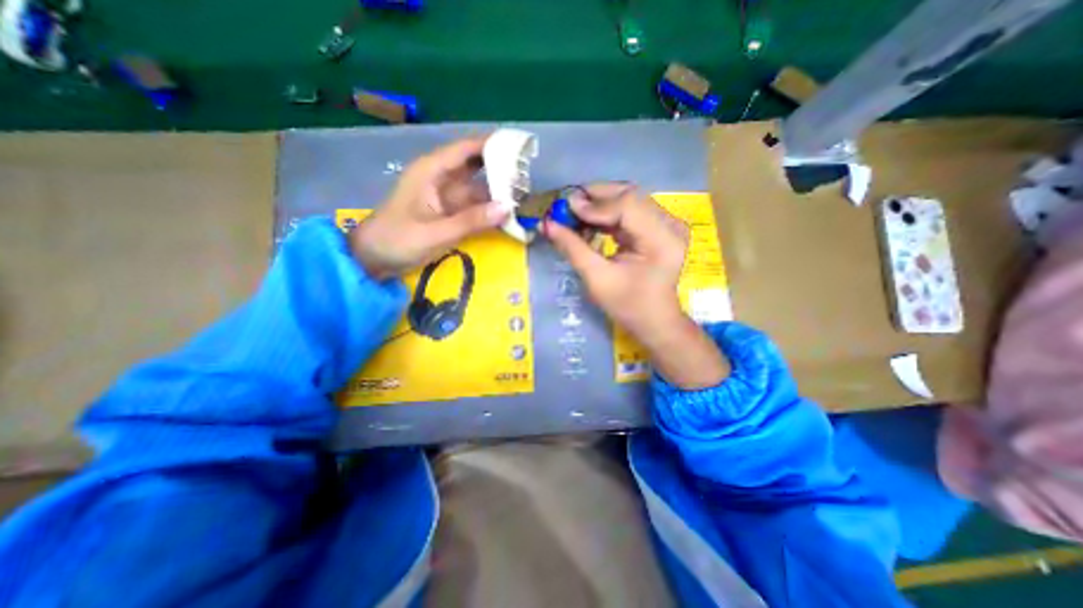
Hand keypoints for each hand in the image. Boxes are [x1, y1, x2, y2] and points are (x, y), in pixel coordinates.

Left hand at [351, 135, 512, 278]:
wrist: (373, 260)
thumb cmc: (398, 240)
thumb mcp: (436, 232)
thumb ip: (472, 221)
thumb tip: (507, 208)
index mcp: (432, 171)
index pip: (467, 149)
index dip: (493, 145)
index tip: (521, 149)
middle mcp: (441, 178)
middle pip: (476, 167)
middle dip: (501, 169)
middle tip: (529, 176)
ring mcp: (445, 197)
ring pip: (477, 188)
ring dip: (497, 193)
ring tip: (525, 197)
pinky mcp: (448, 213)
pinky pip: (474, 207)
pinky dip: (489, 210)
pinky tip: (506, 214)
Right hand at [547, 181, 730, 388]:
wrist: (654, 320)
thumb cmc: (628, 306)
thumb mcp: (597, 279)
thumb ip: (573, 248)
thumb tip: (546, 223)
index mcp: (662, 240)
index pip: (627, 207)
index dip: (594, 205)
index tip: (565, 209)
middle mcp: (670, 225)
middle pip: (630, 196)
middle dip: (595, 197)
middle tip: (566, 205)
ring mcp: (667, 224)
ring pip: (629, 199)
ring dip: (600, 203)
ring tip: (574, 213)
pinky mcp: (660, 227)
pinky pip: (630, 211)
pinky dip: (607, 213)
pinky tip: (589, 221)